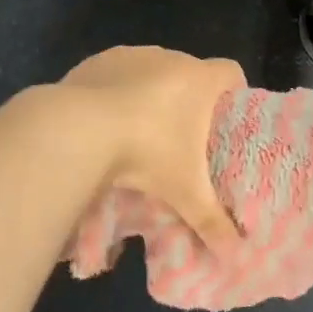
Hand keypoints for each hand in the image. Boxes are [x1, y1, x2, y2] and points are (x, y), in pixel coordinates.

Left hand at [59, 46, 246, 253]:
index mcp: (198, 80)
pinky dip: (116, 91)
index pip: (231, 71)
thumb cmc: (146, 153)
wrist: (78, 130)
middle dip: (189, 99)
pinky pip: (116, 73)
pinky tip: (105, 121)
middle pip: (190, 72)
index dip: (233, 90)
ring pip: (151, 70)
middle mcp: (169, 58)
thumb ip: (211, 222)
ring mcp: (131, 55)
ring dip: (151, 92)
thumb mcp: (183, 192)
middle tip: (184, 137)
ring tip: (141, 130)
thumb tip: (235, 256)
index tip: (227, 116)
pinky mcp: (98, 61)